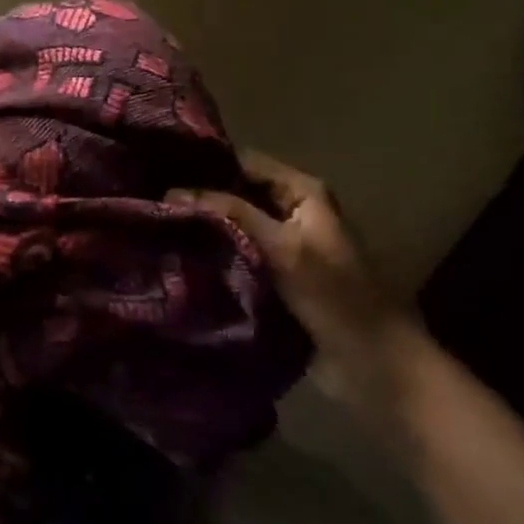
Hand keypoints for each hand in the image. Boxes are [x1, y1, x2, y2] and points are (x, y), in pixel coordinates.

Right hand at [168, 150, 420, 409]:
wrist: (370, 361)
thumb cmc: (333, 294)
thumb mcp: (282, 246)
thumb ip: (232, 213)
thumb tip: (174, 191)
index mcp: (303, 192)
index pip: (247, 162)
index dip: (209, 163)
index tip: (161, 167)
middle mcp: (292, 211)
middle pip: (239, 193)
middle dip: (203, 197)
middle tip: (153, 199)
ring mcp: (284, 245)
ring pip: (236, 226)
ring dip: (206, 228)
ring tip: (157, 224)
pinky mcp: (276, 277)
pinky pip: (239, 256)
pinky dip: (216, 254)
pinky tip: (179, 254)